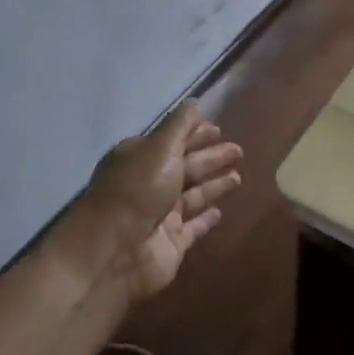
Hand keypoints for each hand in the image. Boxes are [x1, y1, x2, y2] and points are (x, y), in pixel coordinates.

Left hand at [83, 101, 242, 301]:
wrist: (114, 252)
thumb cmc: (137, 191)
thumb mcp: (160, 149)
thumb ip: (180, 127)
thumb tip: (194, 102)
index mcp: (140, 159)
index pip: (173, 141)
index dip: (195, 134)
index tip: (219, 129)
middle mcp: (149, 184)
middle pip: (186, 167)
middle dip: (211, 157)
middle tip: (239, 151)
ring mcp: (161, 215)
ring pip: (193, 195)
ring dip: (214, 185)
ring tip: (238, 177)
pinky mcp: (172, 242)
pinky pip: (193, 227)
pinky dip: (206, 218)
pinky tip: (220, 211)